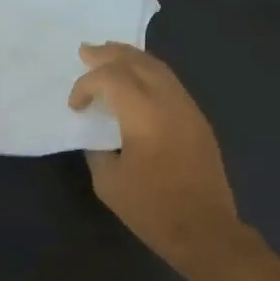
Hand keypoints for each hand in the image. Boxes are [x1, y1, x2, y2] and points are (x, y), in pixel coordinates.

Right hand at [68, 42, 243, 272]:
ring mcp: (188, 108)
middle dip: (110, 54)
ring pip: (159, 68)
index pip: (110, 79)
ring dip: (132, 59)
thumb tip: (98, 134)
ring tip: (110, 56)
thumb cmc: (152, 210)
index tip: (75, 106)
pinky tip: (137, 82)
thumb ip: (98, 150)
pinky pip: (171, 84)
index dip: (86, 85)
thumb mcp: (109, 183)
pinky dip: (149, 74)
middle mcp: (169, 102)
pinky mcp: (198, 120)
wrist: (204, 229)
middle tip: (87, 51)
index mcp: (144, 115)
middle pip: (138, 61)